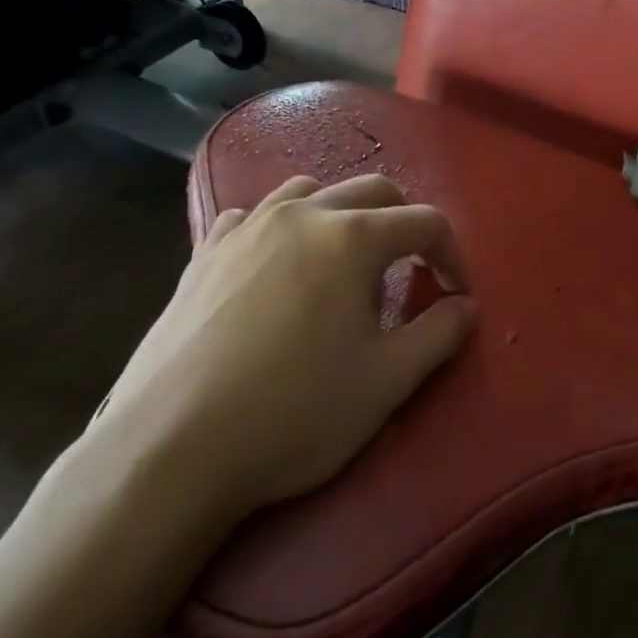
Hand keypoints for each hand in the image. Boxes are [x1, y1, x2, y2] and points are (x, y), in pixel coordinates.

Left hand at [96, 174, 477, 520]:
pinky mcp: (204, 253)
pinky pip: (253, 215)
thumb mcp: (387, 381)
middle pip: (372, 190)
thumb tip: (464, 306)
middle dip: (405, 222)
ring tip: (346, 260)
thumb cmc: (295, 413)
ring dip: (343, 214)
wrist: (173, 446)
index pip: (424, 222)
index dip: (452, 255)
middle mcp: (300, 215)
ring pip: (309, 191)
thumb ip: (439, 333)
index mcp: (351, 238)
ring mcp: (246, 228)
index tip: (456, 294)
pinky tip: (277, 264)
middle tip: (412, 270)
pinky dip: (281, 226)